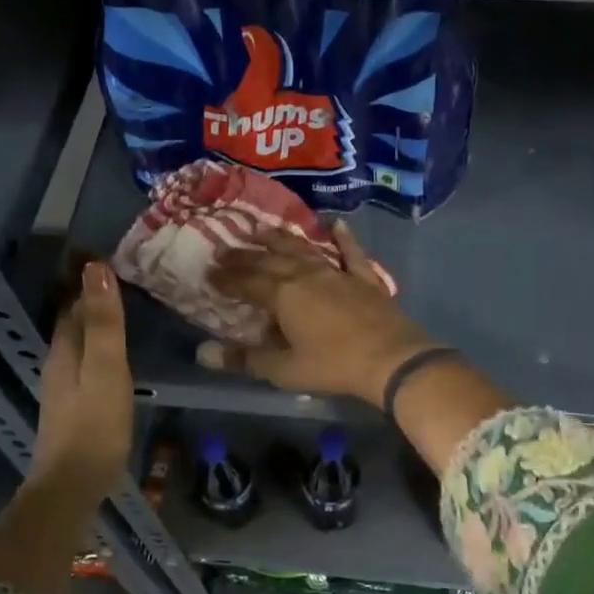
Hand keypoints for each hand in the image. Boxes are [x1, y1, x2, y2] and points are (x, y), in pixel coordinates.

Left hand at [29, 262, 132, 501]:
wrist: (74, 484)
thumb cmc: (95, 425)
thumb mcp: (106, 368)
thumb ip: (103, 322)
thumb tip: (96, 268)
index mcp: (64, 350)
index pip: (73, 304)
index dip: (89, 282)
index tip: (113, 259)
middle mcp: (58, 364)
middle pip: (72, 323)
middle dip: (92, 300)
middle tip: (123, 280)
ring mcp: (64, 388)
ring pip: (78, 344)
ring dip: (96, 325)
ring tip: (123, 312)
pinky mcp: (75, 408)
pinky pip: (86, 365)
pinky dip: (99, 351)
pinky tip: (115, 358)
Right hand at [197, 222, 438, 404]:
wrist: (391, 359)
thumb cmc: (332, 365)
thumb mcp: (284, 369)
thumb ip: (245, 359)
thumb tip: (203, 353)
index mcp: (283, 295)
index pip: (247, 281)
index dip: (227, 277)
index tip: (209, 272)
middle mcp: (306, 275)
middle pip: (270, 261)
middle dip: (245, 255)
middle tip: (226, 249)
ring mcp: (338, 273)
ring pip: (304, 250)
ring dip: (282, 240)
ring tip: (263, 229)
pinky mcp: (365, 279)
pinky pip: (351, 253)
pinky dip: (343, 239)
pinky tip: (336, 224)